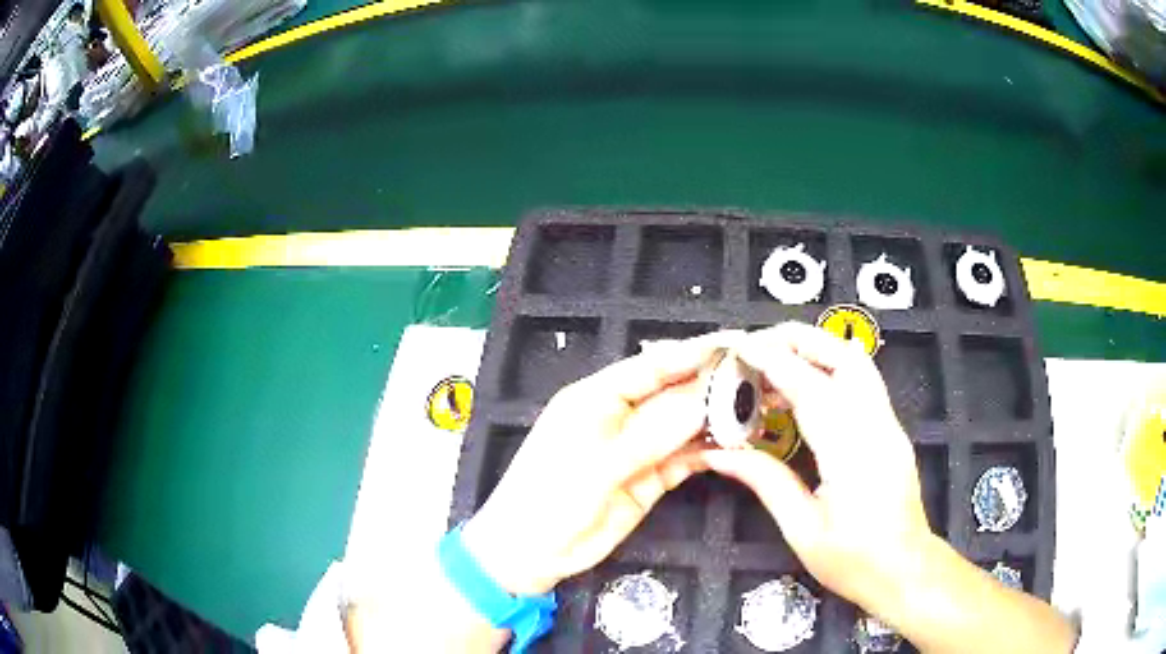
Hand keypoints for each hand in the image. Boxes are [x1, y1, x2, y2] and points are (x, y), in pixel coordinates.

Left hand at [462, 332, 739, 595]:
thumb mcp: (597, 465)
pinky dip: (709, 450)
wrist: (531, 553)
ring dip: (717, 418)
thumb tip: (703, 399)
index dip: (693, 352)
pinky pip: (685, 457)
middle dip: (714, 384)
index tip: (735, 344)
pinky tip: (735, 445)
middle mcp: (621, 417)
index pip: (652, 365)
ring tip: (758, 408)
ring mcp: (638, 449)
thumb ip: (651, 434)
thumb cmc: (549, 499)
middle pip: (674, 392)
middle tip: (760, 377)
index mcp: (597, 397)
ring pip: (684, 425)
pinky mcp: (650, 479)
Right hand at [698, 322, 933, 614]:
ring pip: (858, 365)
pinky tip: (802, 393)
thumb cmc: (853, 560)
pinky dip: (828, 373)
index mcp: (852, 454)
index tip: (742, 348)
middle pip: (846, 357)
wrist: (904, 569)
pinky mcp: (891, 430)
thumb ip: (764, 481)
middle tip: (758, 345)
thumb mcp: (802, 528)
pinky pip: (861, 384)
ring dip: (816, 351)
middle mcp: (878, 427)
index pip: (812, 389)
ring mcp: (890, 425)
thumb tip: (718, 453)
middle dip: (801, 339)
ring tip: (775, 362)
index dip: (775, 362)